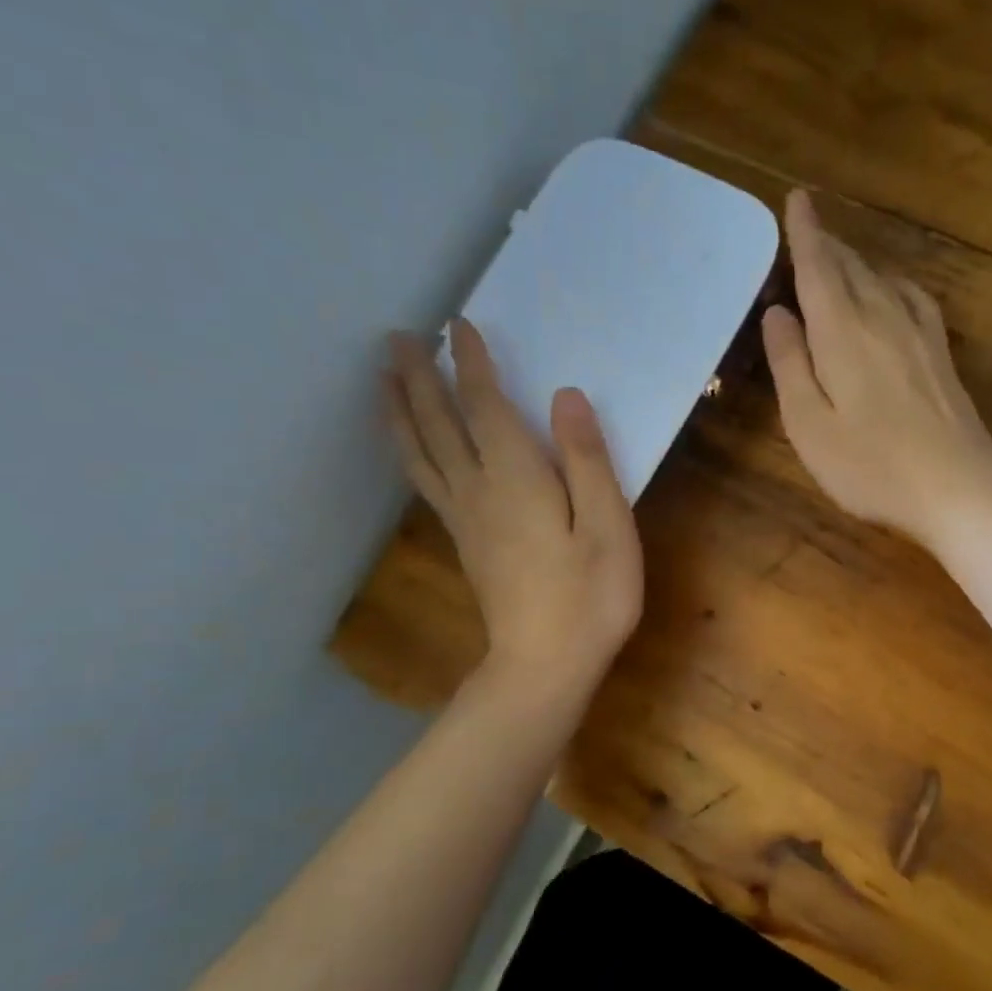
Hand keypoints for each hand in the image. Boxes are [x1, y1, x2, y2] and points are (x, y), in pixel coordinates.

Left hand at [383, 324, 642, 694]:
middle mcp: (479, 490)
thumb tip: (564, 396)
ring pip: (421, 454)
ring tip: (382, 379)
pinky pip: (426, 482)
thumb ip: (587, 459)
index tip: (458, 324)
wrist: (546, 666)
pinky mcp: (466, 544)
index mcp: (517, 478)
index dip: (472, 364)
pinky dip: (411, 452)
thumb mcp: (609, 525)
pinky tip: (411, 449)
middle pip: (440, 424)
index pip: (486, 406)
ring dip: (400, 412)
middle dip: (419, 378)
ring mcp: (466, 520)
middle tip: (398, 337)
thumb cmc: (590, 597)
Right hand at [762, 190, 991, 546]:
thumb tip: (777, 314)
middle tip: (807, 228)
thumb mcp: (809, 426)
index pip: (818, 267)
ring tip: (838, 256)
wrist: (958, 487)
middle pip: (850, 267)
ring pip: (882, 279)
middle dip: (826, 244)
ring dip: (856, 262)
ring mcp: (919, 334)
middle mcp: (882, 318)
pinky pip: (914, 299)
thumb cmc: (872, 466)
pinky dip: (894, 284)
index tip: (797, 199)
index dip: (804, 233)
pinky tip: (893, 291)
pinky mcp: (941, 354)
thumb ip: (789, 365)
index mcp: (842, 332)